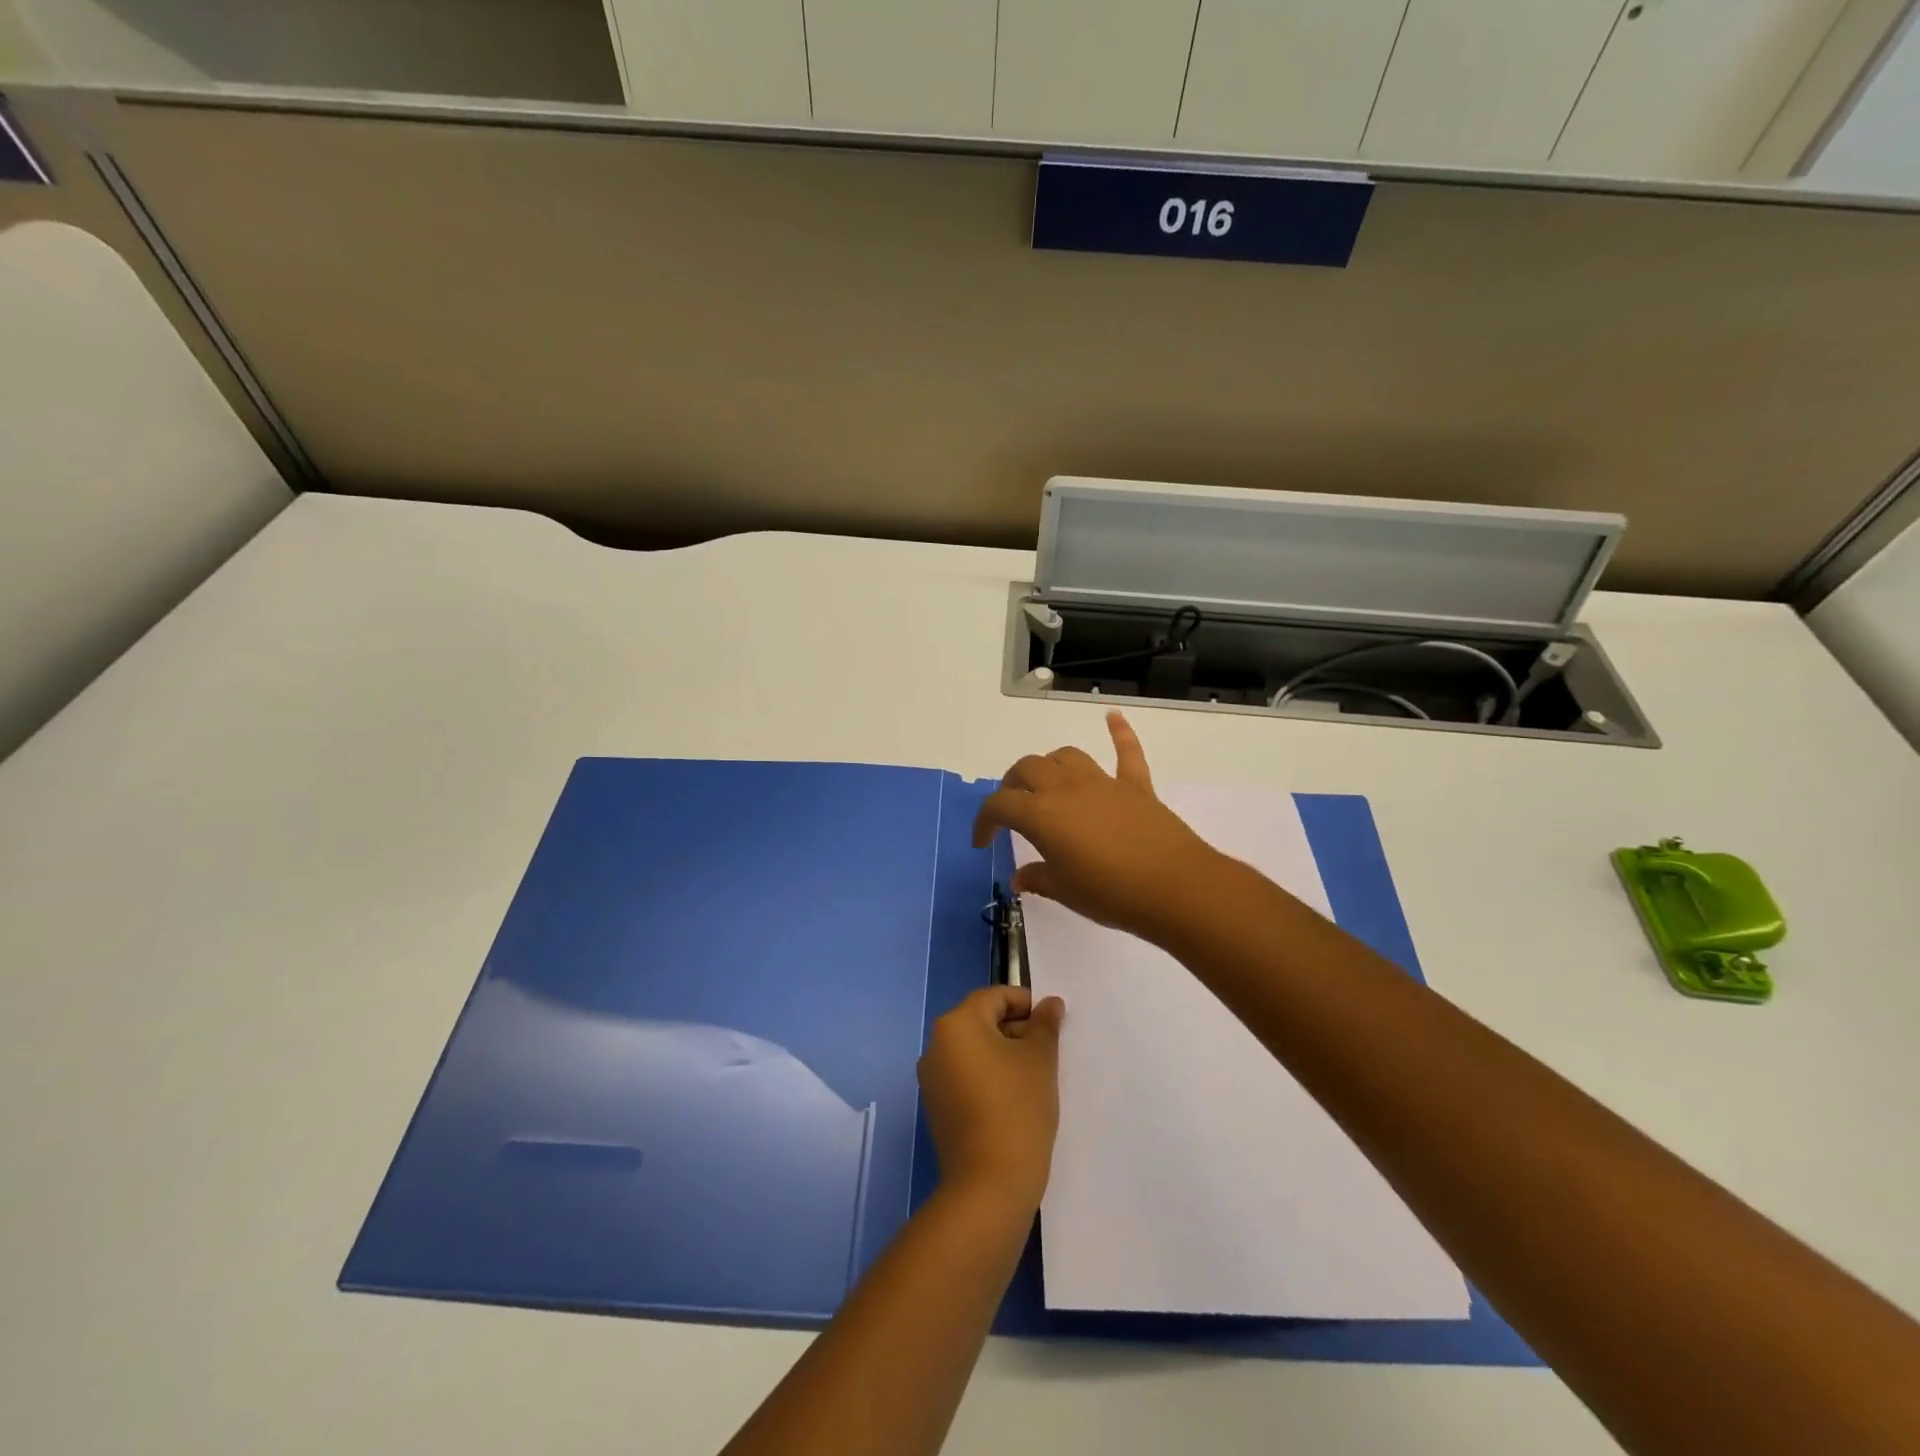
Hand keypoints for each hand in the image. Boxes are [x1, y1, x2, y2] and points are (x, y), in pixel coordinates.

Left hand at [918, 986, 1064, 1211]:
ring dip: (1003, 1054)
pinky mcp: (936, 1107)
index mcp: (957, 1024)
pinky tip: (1014, 1099)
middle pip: (981, 1021)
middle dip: (1015, 1029)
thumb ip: (1045, 1025)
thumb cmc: (1017, 1108)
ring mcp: (932, 1078)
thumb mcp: (1040, 1060)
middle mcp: (936, 1044)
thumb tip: (1050, 1003)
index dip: (1026, 1004)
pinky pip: (965, 1076)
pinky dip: (988, 1077)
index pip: (995, 997)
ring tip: (1035, 1076)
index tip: (1052, 1024)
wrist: (989, 1183)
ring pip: (973, 1050)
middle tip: (1048, 1051)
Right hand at [972, 711, 1223, 943]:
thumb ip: (1038, 879)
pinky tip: (1113, 717)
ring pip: (1066, 757)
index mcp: (1041, 815)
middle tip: (1011, 810)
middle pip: (1027, 769)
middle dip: (1011, 785)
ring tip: (1046, 784)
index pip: (1000, 806)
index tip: (983, 842)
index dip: (984, 821)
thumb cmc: (1111, 894)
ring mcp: (1102, 783)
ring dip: (1049, 765)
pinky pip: (1126, 752)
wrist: (1174, 888)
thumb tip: (1020, 878)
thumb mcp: (1065, 891)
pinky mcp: (1136, 786)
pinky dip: (1119, 732)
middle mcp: (1066, 789)